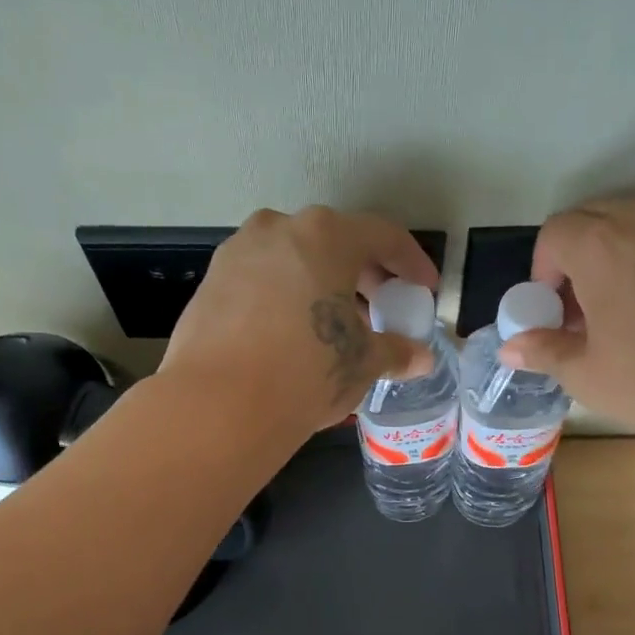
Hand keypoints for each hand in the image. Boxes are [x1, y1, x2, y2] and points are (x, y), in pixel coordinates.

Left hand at [160, 206, 441, 437]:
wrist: (219, 405)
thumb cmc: (307, 371)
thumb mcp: (362, 363)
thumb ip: (396, 352)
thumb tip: (421, 358)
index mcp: (326, 235)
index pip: (383, 236)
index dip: (412, 263)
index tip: (424, 290)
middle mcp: (279, 229)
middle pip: (335, 242)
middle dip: (364, 275)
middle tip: (382, 308)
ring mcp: (238, 252)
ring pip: (294, 259)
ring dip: (322, 285)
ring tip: (337, 325)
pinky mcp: (210, 282)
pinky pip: (262, 280)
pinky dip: (286, 297)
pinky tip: (293, 334)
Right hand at [497, 197, 634, 441]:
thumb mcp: (590, 376)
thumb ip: (545, 352)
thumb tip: (511, 347)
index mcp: (603, 243)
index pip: (555, 234)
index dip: (544, 273)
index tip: (555, 313)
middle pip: (595, 220)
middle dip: (578, 261)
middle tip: (587, 313)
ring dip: (620, 258)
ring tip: (632, 312)